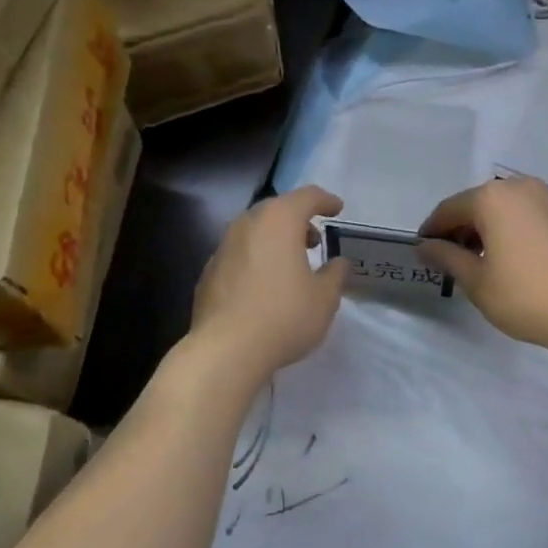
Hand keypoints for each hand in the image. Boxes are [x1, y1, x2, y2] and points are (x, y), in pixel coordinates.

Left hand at [189, 186, 348, 384]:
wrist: (226, 350)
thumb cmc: (284, 316)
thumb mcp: (325, 298)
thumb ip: (335, 274)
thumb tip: (338, 263)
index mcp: (279, 221)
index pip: (306, 196)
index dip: (325, 200)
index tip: (337, 209)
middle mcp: (247, 224)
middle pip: (276, 210)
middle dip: (298, 219)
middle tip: (314, 240)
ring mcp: (222, 247)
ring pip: (254, 231)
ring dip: (274, 239)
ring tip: (290, 263)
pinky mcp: (209, 272)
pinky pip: (238, 254)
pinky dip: (255, 259)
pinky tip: (263, 285)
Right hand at [418, 177, 547, 354]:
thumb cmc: (524, 295)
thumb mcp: (476, 281)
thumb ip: (447, 257)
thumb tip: (426, 246)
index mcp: (492, 198)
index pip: (449, 209)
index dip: (432, 230)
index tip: (423, 250)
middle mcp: (520, 188)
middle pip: (479, 204)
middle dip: (462, 228)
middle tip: (452, 258)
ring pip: (507, 209)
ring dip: (490, 229)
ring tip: (484, 260)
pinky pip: (531, 217)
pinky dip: (516, 231)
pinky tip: (517, 259)